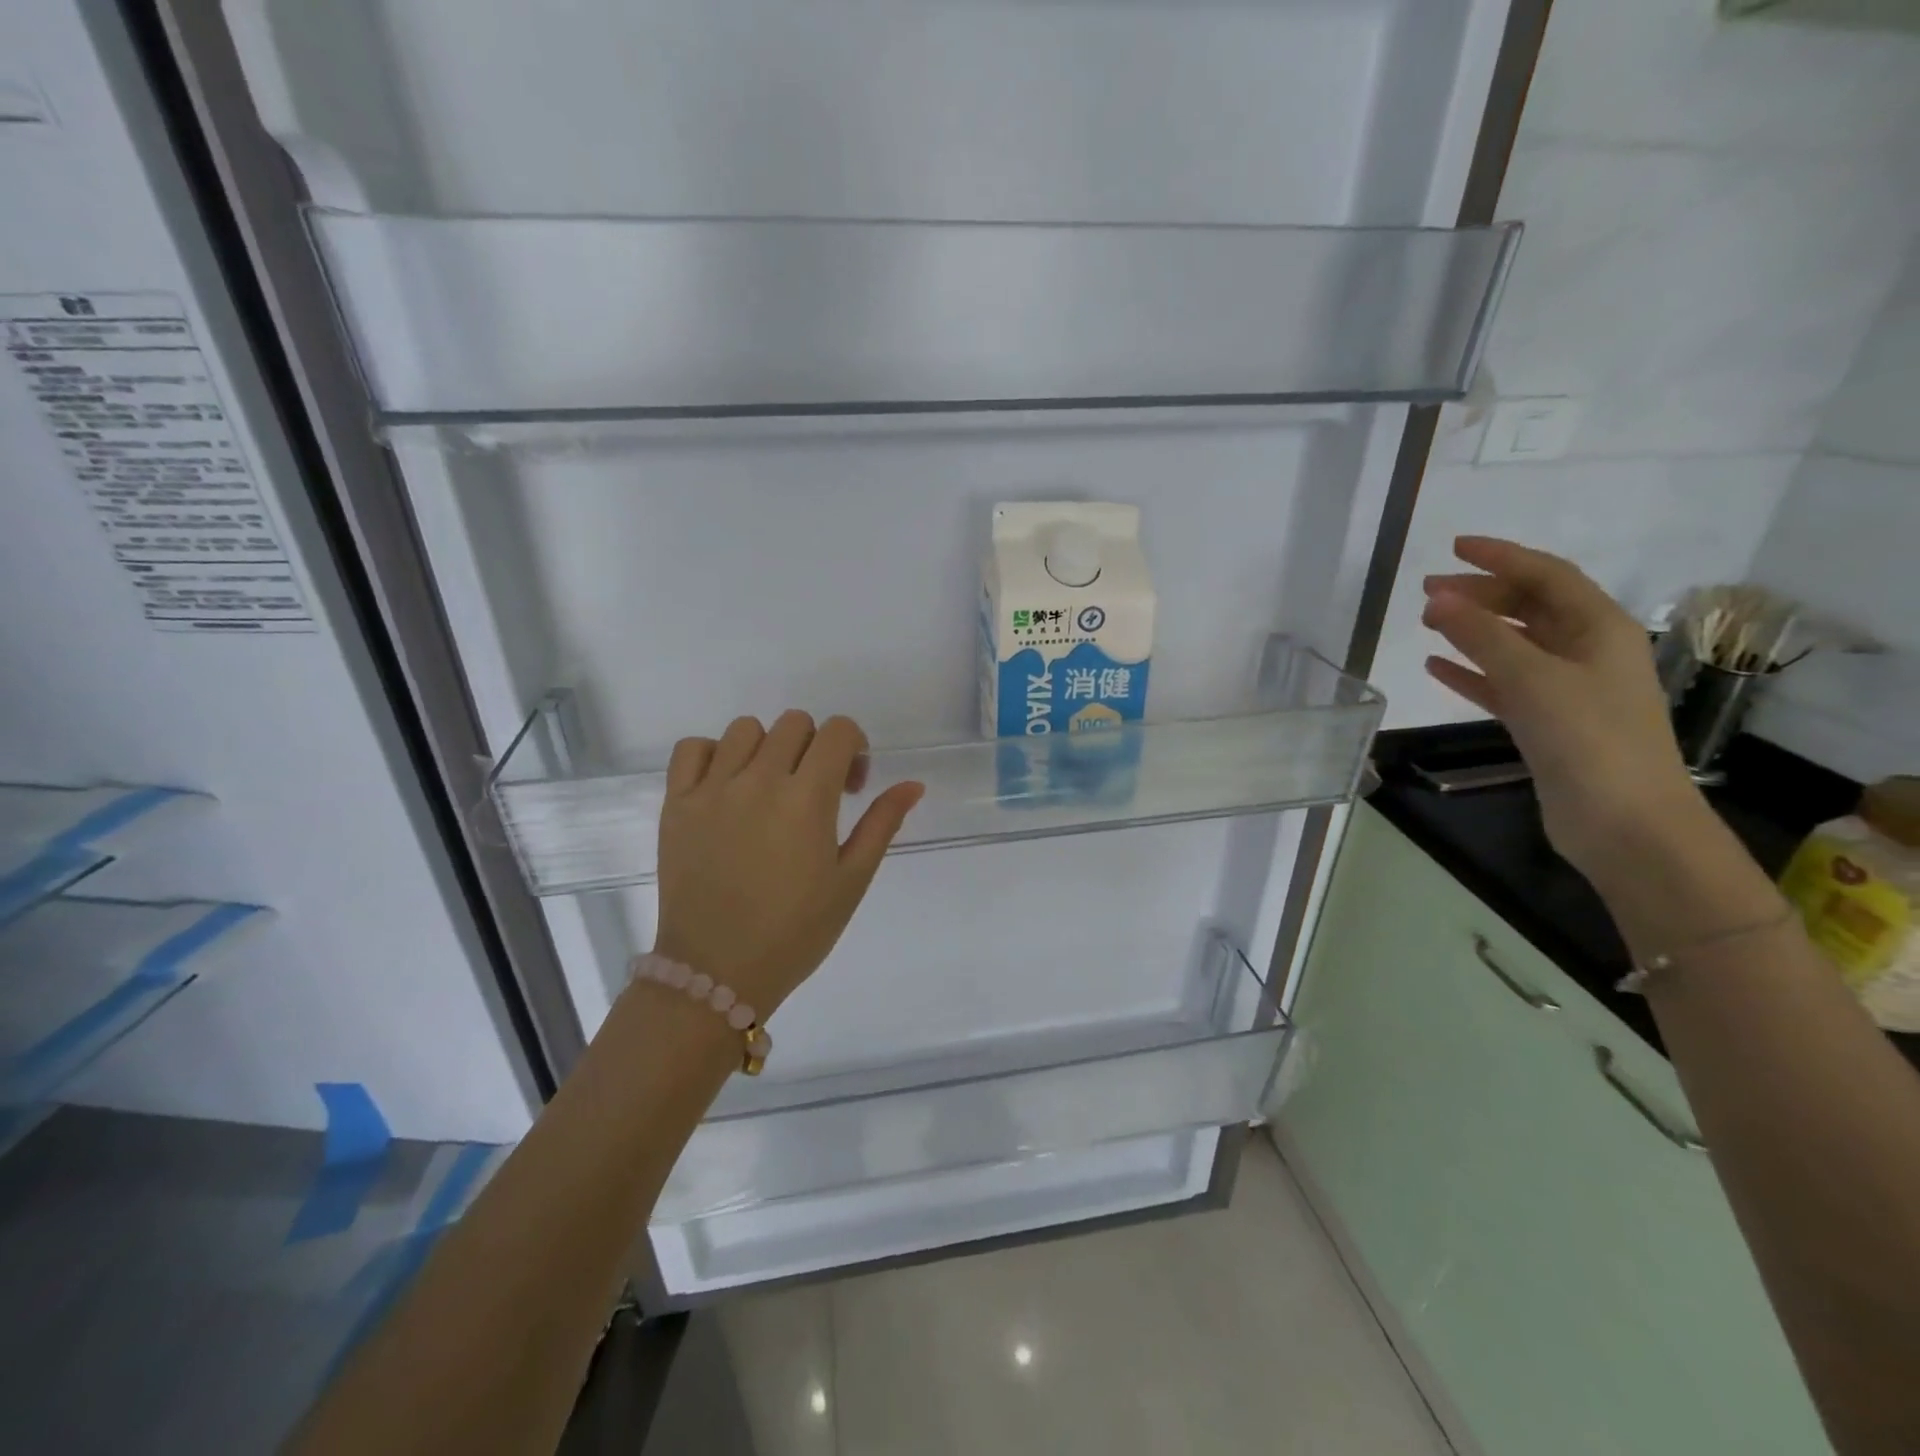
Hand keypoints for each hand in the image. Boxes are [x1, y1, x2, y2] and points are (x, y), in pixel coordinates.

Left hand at [652, 711, 923, 1016]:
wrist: (716, 973)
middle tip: (816, 791)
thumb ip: (882, 824)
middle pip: (795, 723)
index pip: (837, 731)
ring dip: (768, 748)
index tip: (851, 785)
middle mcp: (758, 781)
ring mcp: (711, 790)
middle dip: (816, 747)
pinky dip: (714, 755)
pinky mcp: (676, 804)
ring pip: (746, 728)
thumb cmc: (795, 932)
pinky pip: (692, 748)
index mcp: (807, 799)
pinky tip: (727, 786)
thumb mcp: (851, 881)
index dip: (854, 747)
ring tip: (769, 788)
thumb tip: (913, 784)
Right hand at [1421, 537, 1705, 884]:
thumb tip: (1438, 598)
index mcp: (1599, 629)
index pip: (1547, 576)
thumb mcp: (1532, 678)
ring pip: (1513, 644)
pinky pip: (1502, 684)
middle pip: (1529, 607)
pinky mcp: (1545, 722)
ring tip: (1427, 622)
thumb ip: (1482, 635)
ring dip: (1472, 630)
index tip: (1454, 547)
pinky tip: (1437, 667)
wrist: (1624, 822)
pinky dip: (1471, 672)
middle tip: (1427, 591)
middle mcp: (1586, 651)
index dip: (1502, 557)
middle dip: (1480, 593)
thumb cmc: (1588, 739)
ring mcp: (1566, 688)